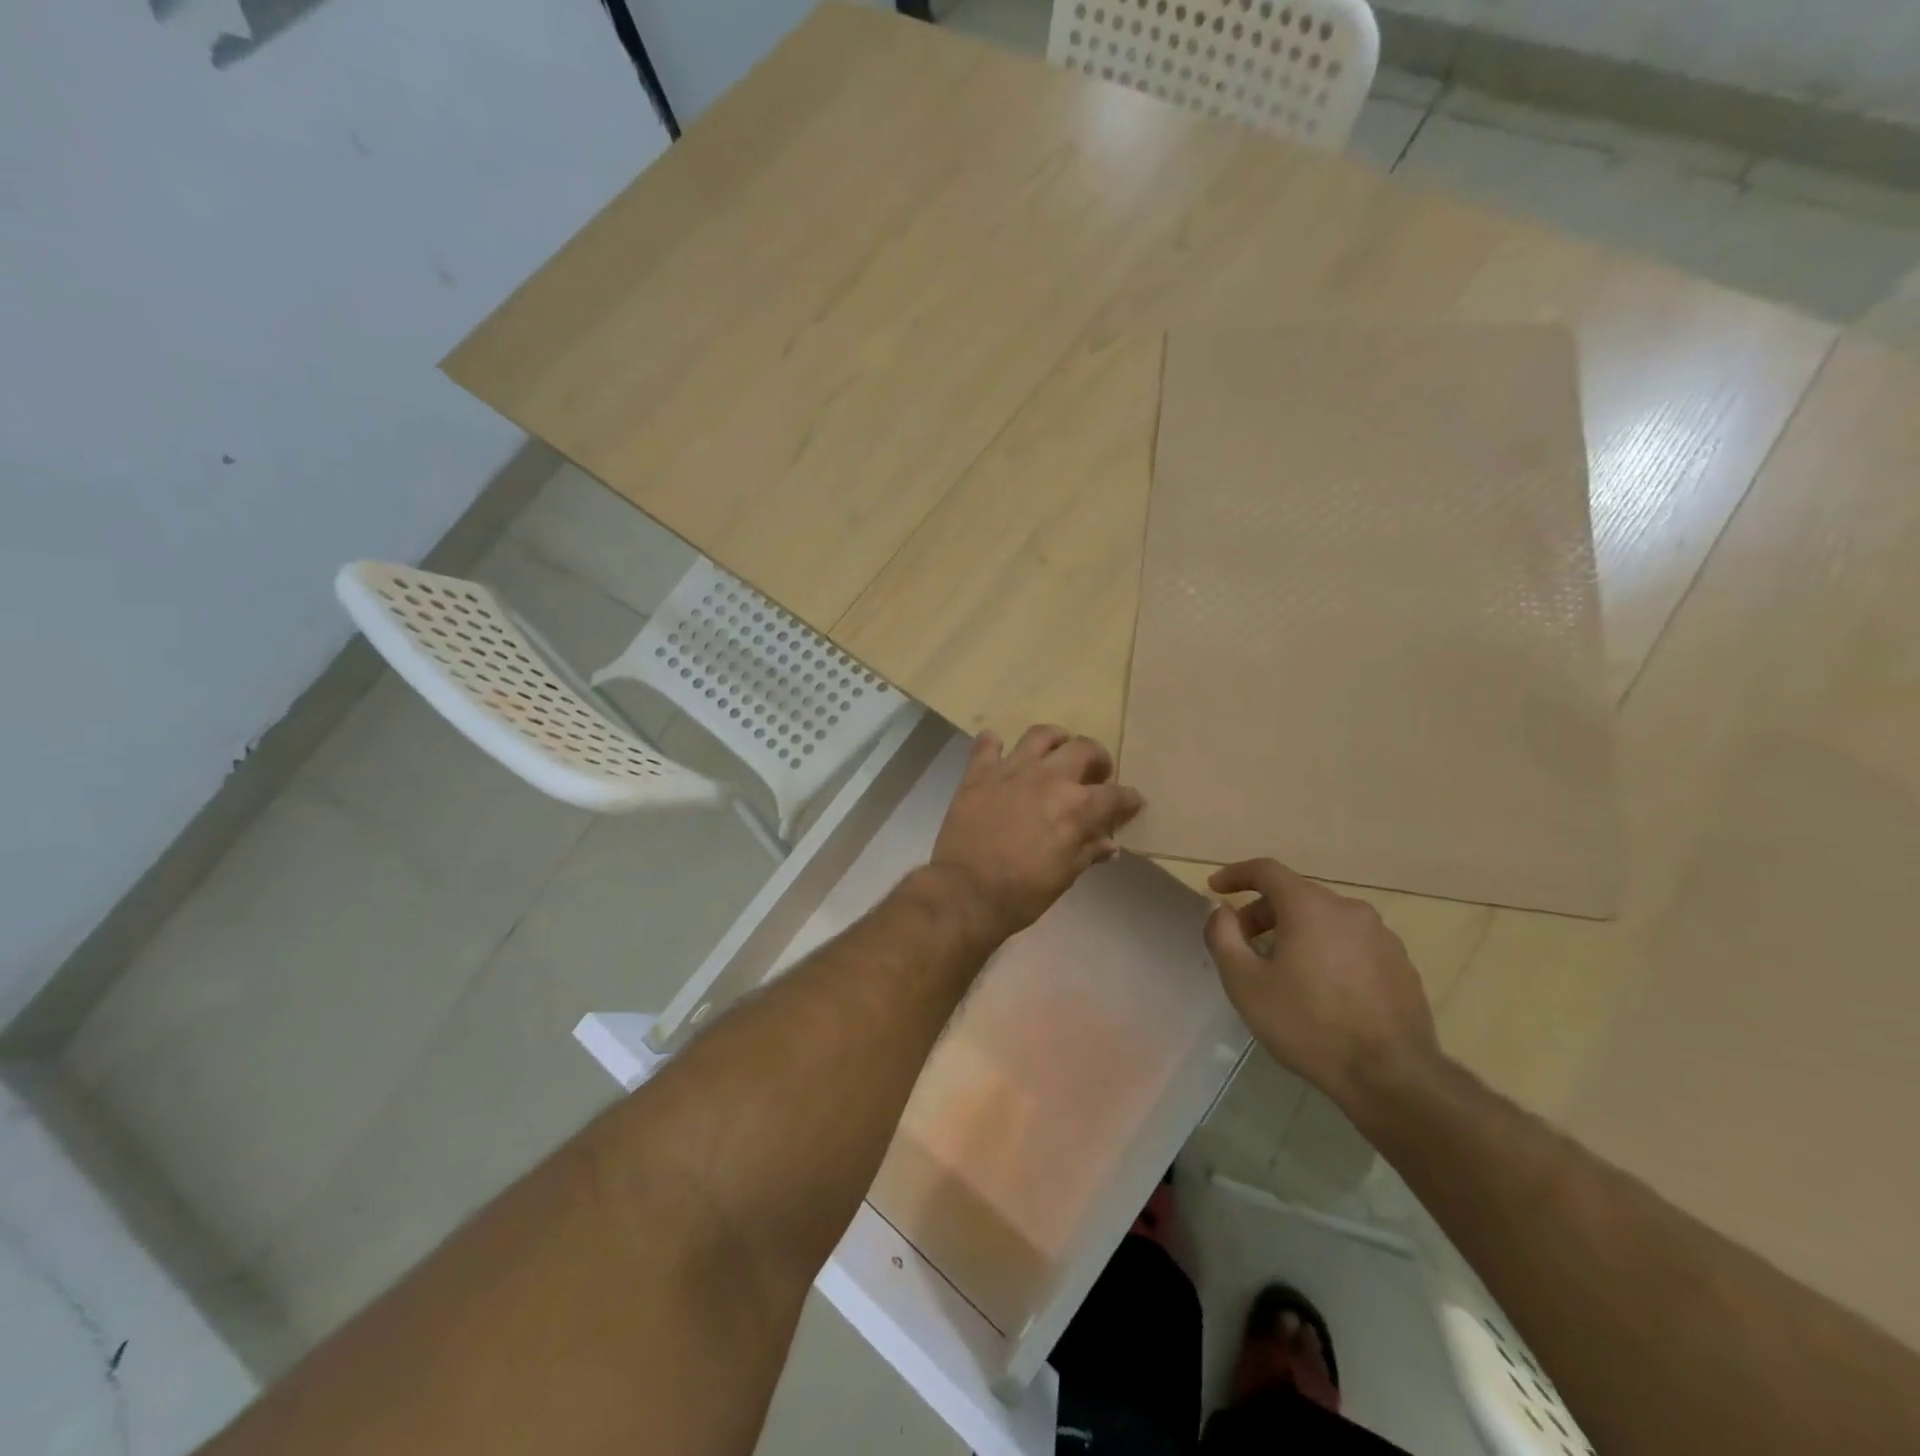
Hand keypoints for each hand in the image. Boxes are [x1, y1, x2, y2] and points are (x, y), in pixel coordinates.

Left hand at [929, 725, 1144, 942]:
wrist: (966, 892)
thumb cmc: (1022, 893)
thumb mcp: (1064, 877)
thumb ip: (1087, 852)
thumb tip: (1109, 845)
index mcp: (1077, 806)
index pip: (1115, 795)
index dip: (1128, 799)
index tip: (1132, 803)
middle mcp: (1049, 777)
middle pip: (1083, 749)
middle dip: (1097, 759)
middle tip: (1094, 773)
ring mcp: (1012, 770)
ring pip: (1041, 735)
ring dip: (1055, 740)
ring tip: (1056, 752)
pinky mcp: (979, 773)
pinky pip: (988, 744)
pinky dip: (995, 744)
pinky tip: (999, 752)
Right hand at [1202, 859, 1441, 1112]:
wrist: (1391, 1076)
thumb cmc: (1308, 1024)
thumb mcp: (1245, 983)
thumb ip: (1223, 936)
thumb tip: (1221, 910)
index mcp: (1310, 906)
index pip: (1266, 870)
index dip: (1236, 875)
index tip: (1215, 888)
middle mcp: (1348, 909)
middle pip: (1296, 895)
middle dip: (1263, 911)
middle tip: (1243, 942)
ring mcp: (1381, 936)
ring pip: (1326, 919)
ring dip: (1296, 931)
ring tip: (1281, 968)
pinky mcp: (1400, 964)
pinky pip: (1351, 943)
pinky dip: (1327, 949)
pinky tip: (1320, 988)